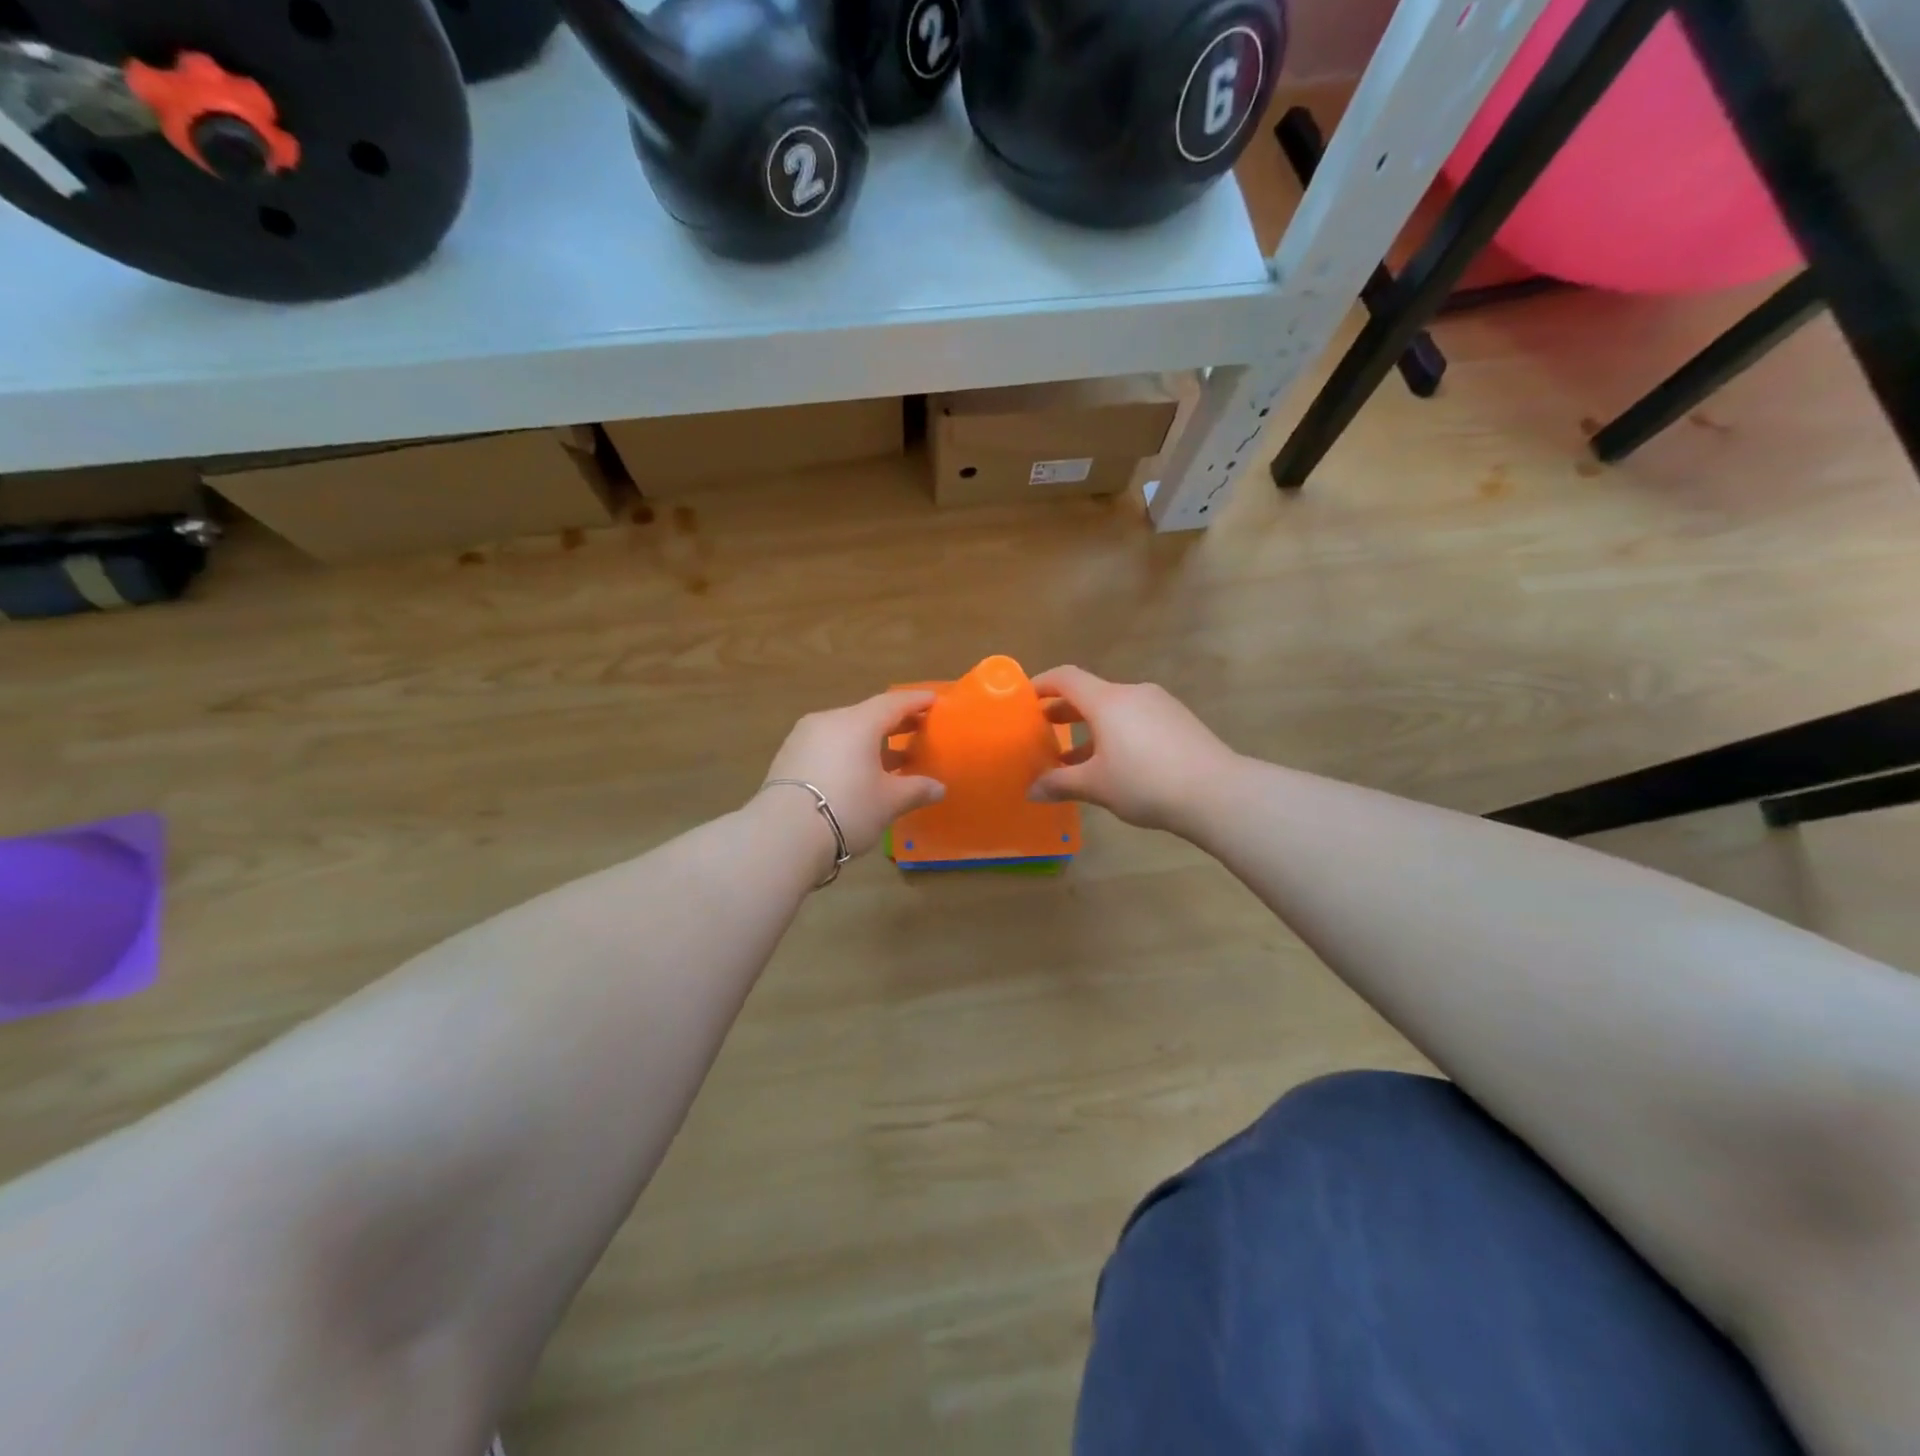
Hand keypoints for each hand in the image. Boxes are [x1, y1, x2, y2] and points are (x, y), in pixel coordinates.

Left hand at [761, 689, 945, 856]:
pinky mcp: (789, 758)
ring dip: (870, 741)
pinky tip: (859, 773)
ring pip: (846, 731)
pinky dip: (848, 753)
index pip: (893, 703)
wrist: (783, 835)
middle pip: (868, 715)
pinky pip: (828, 746)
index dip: (916, 702)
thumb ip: (916, 790)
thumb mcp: (889, 802)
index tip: (934, 701)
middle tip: (919, 729)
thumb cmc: (847, 808)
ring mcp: (804, 738)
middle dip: (895, 722)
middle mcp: (830, 721)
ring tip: (893, 758)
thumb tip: (939, 788)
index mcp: (858, 722)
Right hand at [1027, 666, 1238, 833]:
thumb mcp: (1096, 786)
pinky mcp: (1179, 721)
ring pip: (1114, 710)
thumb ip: (1060, 784)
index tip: (1023, 699)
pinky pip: (1137, 720)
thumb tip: (1031, 791)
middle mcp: (1133, 694)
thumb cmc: (1145, 783)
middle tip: (1042, 730)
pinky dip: (1116, 734)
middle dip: (1064, 711)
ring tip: (1074, 757)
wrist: (1217, 793)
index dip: (1041, 684)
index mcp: (1107, 700)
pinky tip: (1114, 765)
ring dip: (1090, 728)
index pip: (1066, 678)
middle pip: (1090, 693)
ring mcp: (1160, 706)